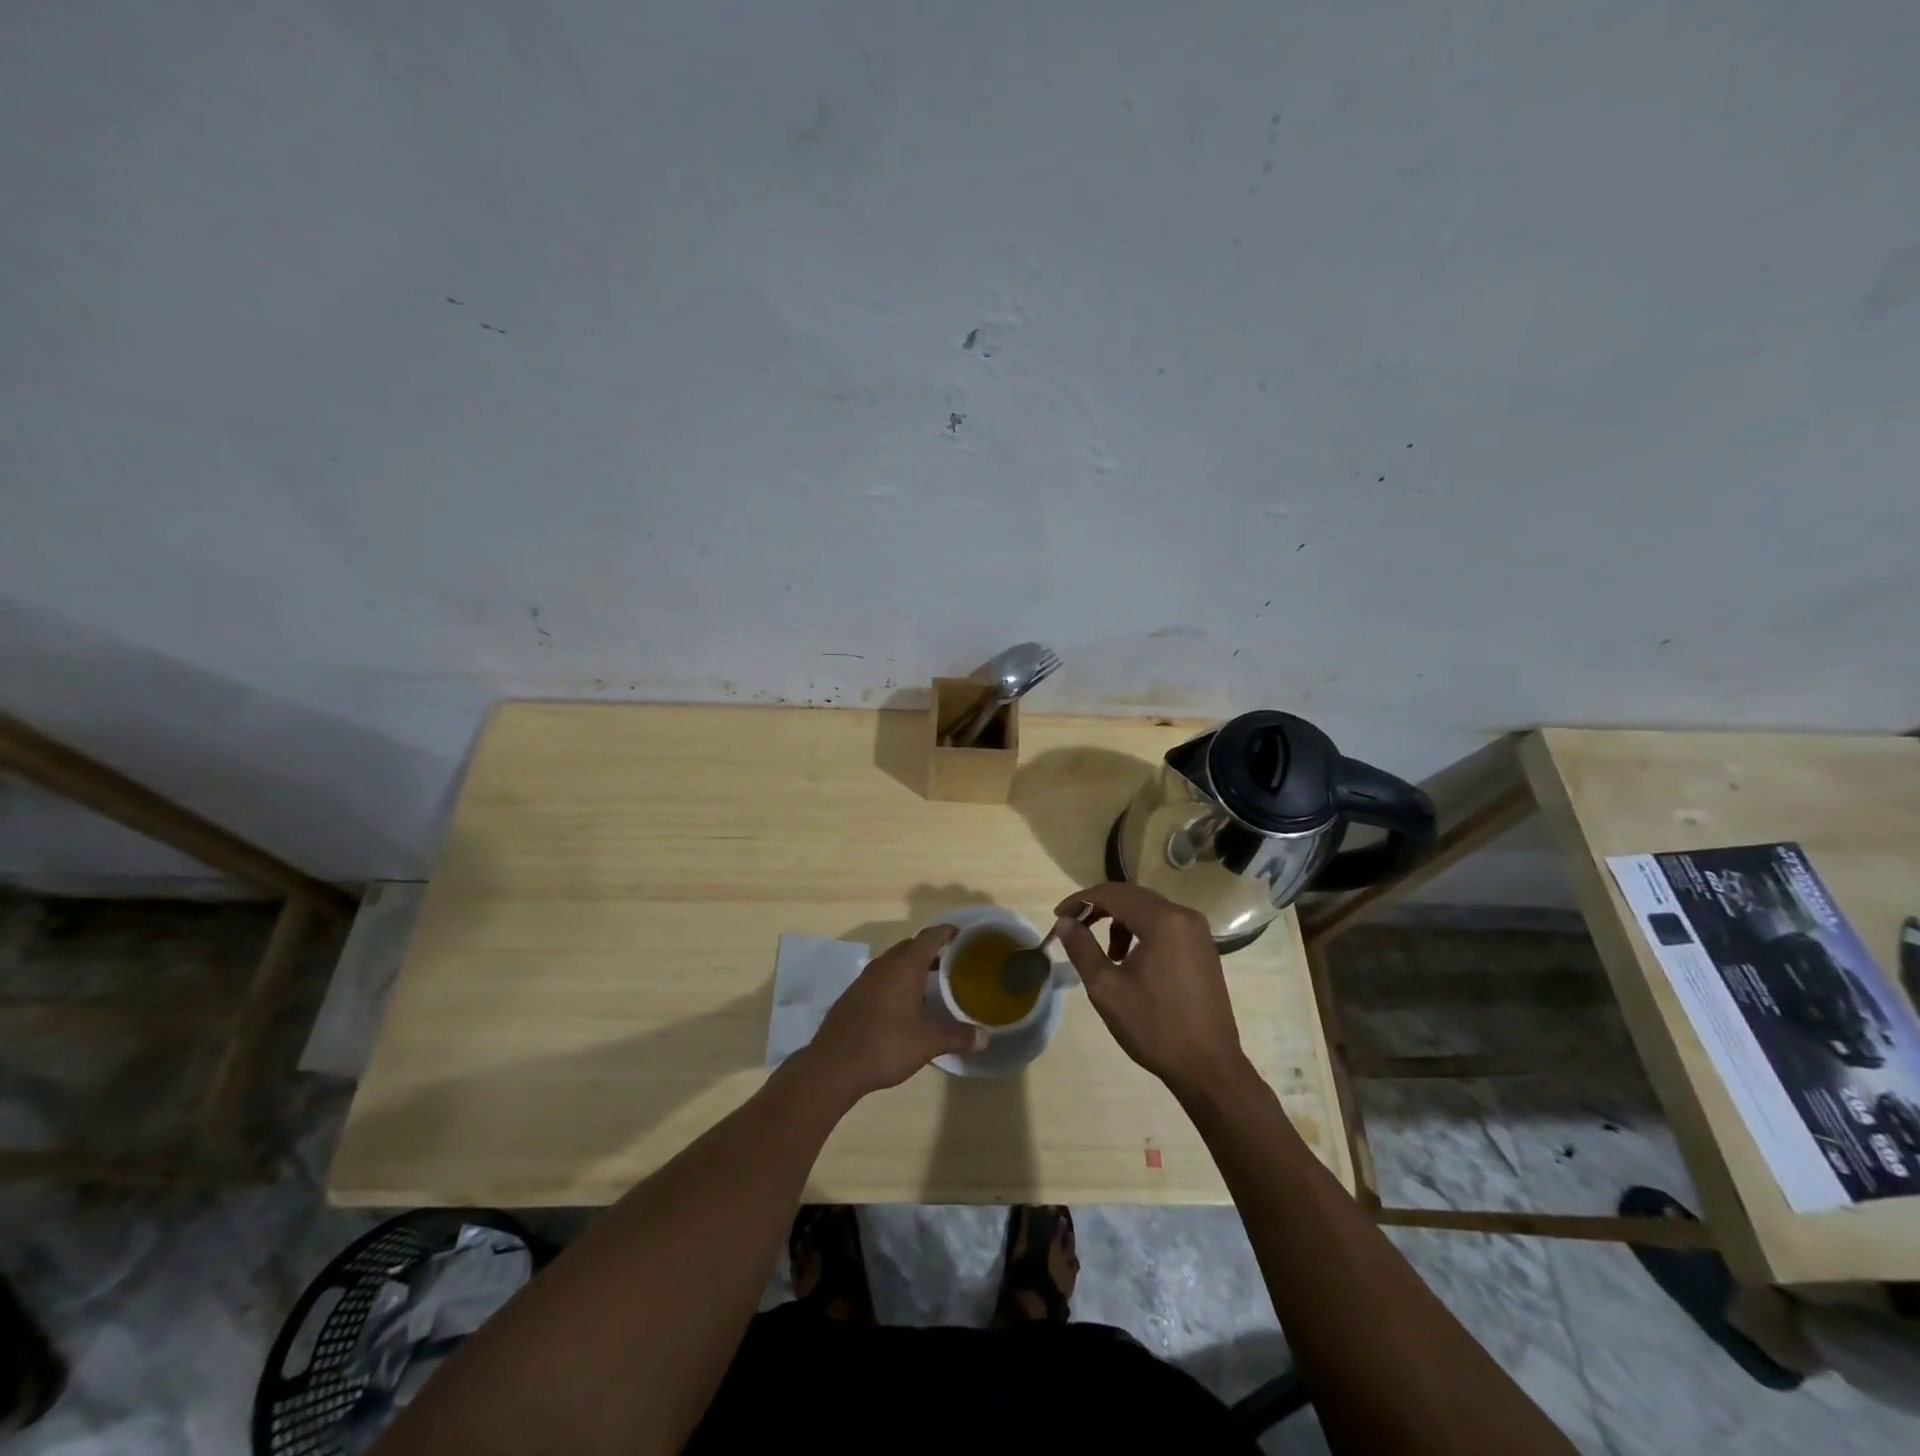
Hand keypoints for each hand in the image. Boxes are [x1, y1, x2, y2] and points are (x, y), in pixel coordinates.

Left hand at [804, 925, 985, 1100]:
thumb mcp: (928, 1042)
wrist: (834, 1065)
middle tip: (951, 964)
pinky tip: (902, 1006)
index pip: (930, 936)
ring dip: (911, 967)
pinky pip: (880, 978)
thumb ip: (958, 1036)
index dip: (947, 932)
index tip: (962, 936)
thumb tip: (985, 1037)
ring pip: (893, 962)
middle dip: (931, 951)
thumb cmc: (886, 1045)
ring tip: (930, 985)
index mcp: (905, 966)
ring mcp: (864, 979)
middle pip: (910, 946)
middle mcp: (884, 965)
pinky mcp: (853, 995)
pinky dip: (895, 982)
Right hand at [1053, 883, 1247, 1095]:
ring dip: (1120, 921)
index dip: (1081, 901)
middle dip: (1099, 907)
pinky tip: (1132, 961)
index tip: (1058, 916)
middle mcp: (1184, 916)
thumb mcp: (1106, 988)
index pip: (1112, 894)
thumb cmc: (1154, 1027)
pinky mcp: (1203, 948)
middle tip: (1074, 926)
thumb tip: (1065, 922)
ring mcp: (1198, 931)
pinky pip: (1165, 925)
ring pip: (1149, 910)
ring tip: (1107, 954)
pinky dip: (1142, 931)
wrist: (1208, 1067)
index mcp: (1162, 920)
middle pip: (1132, 896)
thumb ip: (1082, 948)